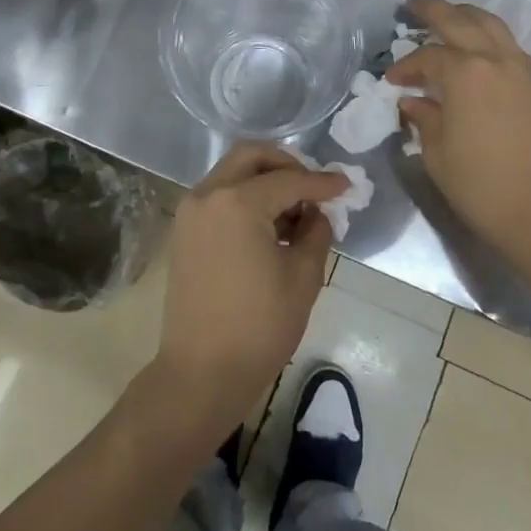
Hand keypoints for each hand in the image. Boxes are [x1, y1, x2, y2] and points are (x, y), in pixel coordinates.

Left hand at [153, 142, 342, 430]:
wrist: (200, 374)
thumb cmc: (258, 327)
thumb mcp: (303, 277)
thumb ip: (316, 232)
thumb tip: (316, 213)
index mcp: (237, 202)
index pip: (289, 180)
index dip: (321, 183)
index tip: (346, 186)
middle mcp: (208, 195)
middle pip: (252, 156)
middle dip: (287, 165)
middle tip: (313, 187)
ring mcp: (191, 212)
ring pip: (233, 173)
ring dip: (265, 180)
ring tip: (295, 210)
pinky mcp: (184, 231)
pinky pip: (219, 196)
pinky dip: (245, 197)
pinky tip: (270, 225)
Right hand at [387, 0, 530, 263]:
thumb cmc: (481, 185)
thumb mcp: (438, 153)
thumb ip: (424, 118)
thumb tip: (413, 100)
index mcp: (465, 74)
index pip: (428, 56)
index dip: (406, 66)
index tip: (393, 81)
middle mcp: (495, 59)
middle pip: (460, 19)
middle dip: (433, 9)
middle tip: (412, 5)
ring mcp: (523, 67)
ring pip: (491, 24)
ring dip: (466, 15)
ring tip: (448, 15)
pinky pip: (510, 45)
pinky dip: (490, 37)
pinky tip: (479, 50)